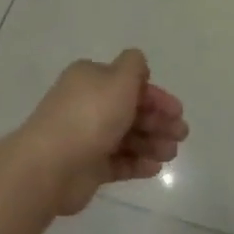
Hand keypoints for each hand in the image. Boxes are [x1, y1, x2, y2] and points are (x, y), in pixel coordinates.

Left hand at [20, 50, 187, 215]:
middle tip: (181, 134)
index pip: (128, 82)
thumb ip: (134, 66)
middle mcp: (87, 103)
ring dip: (151, 142)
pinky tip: (155, 167)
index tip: (177, 110)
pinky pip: (117, 161)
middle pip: (129, 109)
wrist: (51, 165)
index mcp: (90, 78)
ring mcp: (86, 136)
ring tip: (171, 154)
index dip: (155, 95)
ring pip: (125, 136)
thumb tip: (138, 65)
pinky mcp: (86, 167)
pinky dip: (137, 162)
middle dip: (157, 120)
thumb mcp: (118, 79)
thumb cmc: (90, 116)